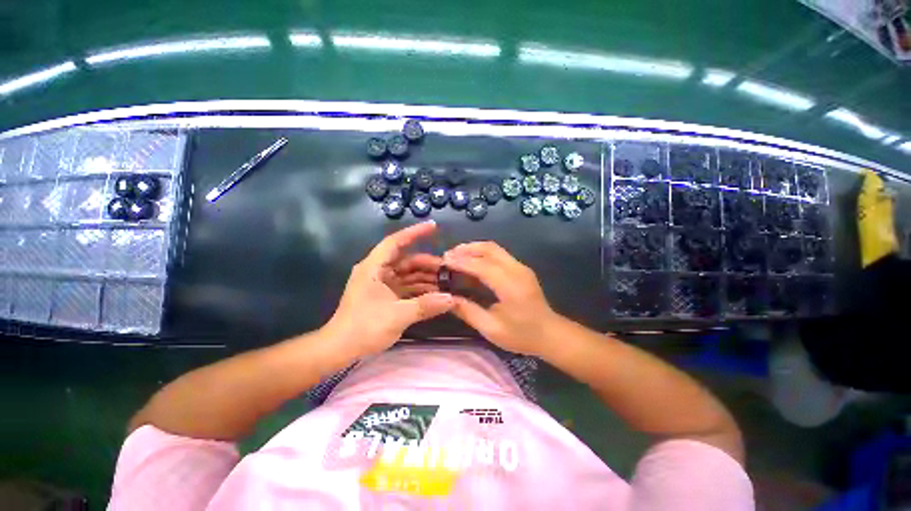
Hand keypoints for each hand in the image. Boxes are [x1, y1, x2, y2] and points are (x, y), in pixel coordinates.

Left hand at [324, 221, 453, 357]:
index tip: (433, 226)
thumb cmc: (363, 328)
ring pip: (408, 275)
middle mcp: (377, 271)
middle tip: (448, 269)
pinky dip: (420, 289)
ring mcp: (381, 284)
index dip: (414, 233)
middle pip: (406, 260)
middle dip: (427, 264)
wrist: (340, 349)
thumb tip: (452, 299)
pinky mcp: (385, 296)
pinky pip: (406, 287)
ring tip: (446, 282)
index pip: (395, 242)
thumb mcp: (397, 316)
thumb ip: (426, 306)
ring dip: (426, 278)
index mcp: (374, 268)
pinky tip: (435, 294)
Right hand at [443, 242, 560, 355]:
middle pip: (489, 248)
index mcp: (510, 285)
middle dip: (466, 249)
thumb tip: (447, 299)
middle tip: (448, 255)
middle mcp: (516, 270)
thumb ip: (468, 311)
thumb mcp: (491, 328)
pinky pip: (499, 254)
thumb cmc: (522, 335)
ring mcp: (521, 267)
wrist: (551, 334)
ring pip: (494, 248)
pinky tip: (472, 262)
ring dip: (474, 249)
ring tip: (456, 255)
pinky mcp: (521, 269)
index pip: (481, 266)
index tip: (443, 260)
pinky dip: (482, 254)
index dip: (460, 261)